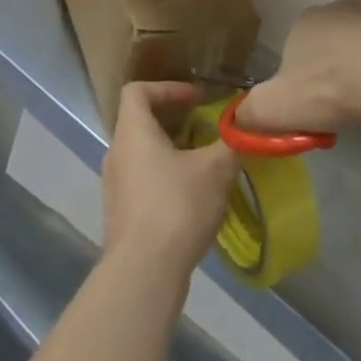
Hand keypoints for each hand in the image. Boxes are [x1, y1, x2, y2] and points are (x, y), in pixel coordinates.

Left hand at [101, 82, 239, 280]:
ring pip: (143, 155)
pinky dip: (166, 179)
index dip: (167, 88)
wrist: (144, 272)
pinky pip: (143, 182)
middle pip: (141, 123)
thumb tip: (245, 128)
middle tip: (205, 131)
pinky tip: (193, 199)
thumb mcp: (215, 170)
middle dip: (176, 123)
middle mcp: (117, 152)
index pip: (137, 91)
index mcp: (133, 131)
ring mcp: (115, 185)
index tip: (195, 99)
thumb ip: (231, 143)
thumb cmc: (177, 206)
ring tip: (204, 166)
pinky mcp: (121, 214)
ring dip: (172, 153)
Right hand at [236, 0, 360, 134]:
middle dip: (332, 75)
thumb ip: (251, 113)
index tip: (309, 110)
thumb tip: (237, 120)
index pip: (293, 52)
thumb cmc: (327, 85)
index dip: (298, 83)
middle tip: (339, 110)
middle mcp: (336, 10)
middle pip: (328, 48)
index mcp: (302, 22)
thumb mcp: (275, 107)